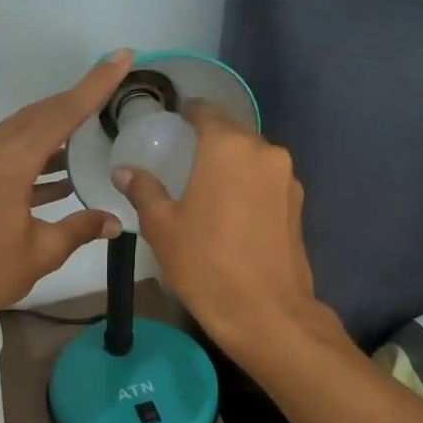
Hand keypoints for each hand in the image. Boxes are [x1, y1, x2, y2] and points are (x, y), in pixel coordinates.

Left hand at [0, 51, 133, 338]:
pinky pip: (4, 153)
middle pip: (38, 115)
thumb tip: (115, 221)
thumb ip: (80, 228)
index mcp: (7, 161)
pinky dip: (32, 158)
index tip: (121, 57)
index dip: (95, 85)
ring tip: (90, 134)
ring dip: (53, 133)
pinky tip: (58, 175)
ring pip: (20, 133)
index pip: (61, 113)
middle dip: (75, 102)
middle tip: (110, 87)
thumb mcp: (42, 251)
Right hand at [114, 101, 335, 362]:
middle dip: (210, 137)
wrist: (266, 312)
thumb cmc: (205, 263)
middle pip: (233, 130)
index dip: (189, 113)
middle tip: (184, 154)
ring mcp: (286, 178)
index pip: (207, 111)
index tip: (173, 122)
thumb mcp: (162, 227)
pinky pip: (266, 180)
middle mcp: (264, 151)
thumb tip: (124, 171)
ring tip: (207, 183)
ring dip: (231, 162)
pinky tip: (231, 208)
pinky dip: (248, 184)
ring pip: (253, 156)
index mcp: (227, 147)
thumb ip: (144, 190)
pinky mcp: (298, 204)